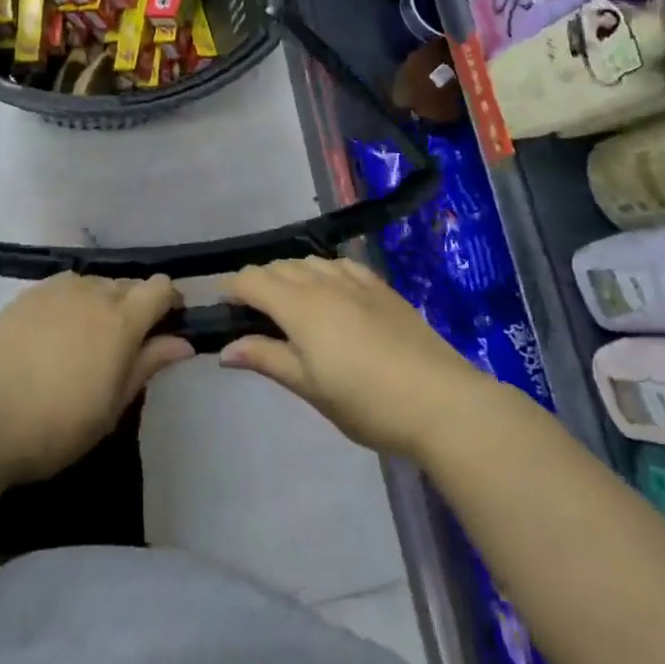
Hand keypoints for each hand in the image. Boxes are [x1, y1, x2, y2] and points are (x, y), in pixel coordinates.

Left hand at [0, 272, 193, 484]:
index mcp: (122, 319)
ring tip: (90, 338)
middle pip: (129, 284)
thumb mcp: (113, 405)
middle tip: (127, 343)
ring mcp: (58, 289)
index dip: (170, 302)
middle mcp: (94, 292)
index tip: (168, 326)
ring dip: (103, 302)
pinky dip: (73, 303)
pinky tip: (58, 332)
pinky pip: (65, 287)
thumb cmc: (57, 424)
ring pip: (96, 283)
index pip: (160, 288)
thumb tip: (183, 342)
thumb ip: (148, 364)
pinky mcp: (28, 294)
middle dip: (136, 305)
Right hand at [220, 257, 496, 462]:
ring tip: (291, 309)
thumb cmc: (366, 402)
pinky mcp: (380, 286)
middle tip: (256, 319)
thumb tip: (225, 349)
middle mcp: (322, 280)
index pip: (251, 280)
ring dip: (290, 276)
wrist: (440, 399)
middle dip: (259, 284)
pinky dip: (322, 273)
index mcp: (298, 304)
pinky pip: (339, 264)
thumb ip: (267, 359)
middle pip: (278, 266)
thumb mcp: (309, 387)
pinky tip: (330, 294)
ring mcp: (354, 279)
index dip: (232, 290)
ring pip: (308, 262)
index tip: (225, 312)